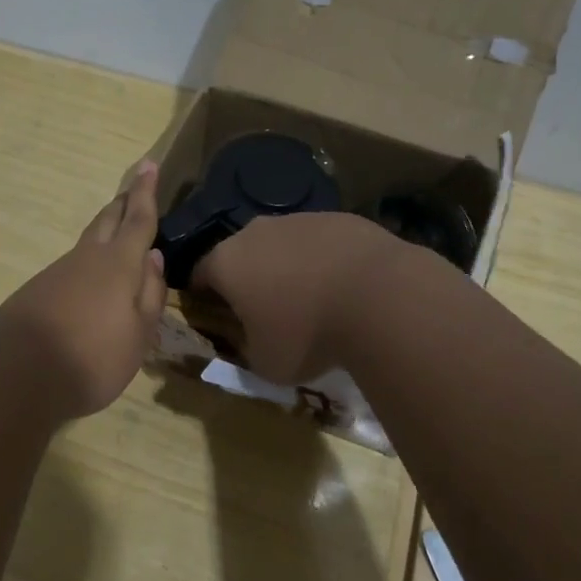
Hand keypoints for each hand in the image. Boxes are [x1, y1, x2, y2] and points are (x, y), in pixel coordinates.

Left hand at [0, 161, 168, 420]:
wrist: (14, 375)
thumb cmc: (92, 358)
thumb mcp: (138, 335)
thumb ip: (150, 294)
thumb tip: (154, 257)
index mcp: (118, 264)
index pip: (138, 219)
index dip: (145, 192)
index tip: (148, 164)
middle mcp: (87, 258)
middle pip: (107, 221)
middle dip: (123, 203)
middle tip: (134, 188)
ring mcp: (58, 272)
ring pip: (88, 242)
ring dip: (105, 231)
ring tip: (119, 232)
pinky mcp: (38, 290)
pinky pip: (72, 265)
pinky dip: (88, 262)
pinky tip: (90, 281)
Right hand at [190, 210, 403, 384]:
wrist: (380, 297)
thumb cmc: (308, 335)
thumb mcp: (266, 364)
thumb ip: (247, 350)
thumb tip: (250, 341)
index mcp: (226, 263)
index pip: (199, 275)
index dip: (204, 297)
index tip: (218, 318)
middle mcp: (255, 232)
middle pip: (241, 254)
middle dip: (248, 279)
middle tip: (266, 310)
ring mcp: (298, 219)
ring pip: (281, 244)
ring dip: (287, 267)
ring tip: (311, 299)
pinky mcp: (338, 217)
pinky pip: (319, 241)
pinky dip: (323, 260)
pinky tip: (344, 287)